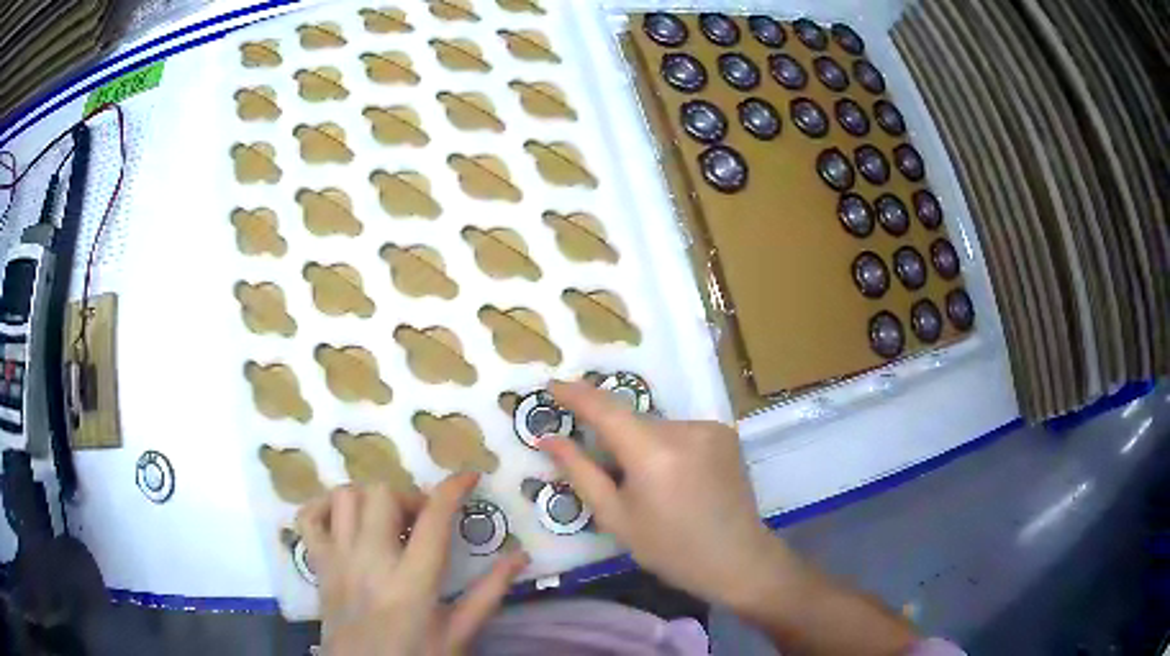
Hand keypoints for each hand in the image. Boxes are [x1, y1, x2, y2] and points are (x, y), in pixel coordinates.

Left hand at [297, 475, 529, 655]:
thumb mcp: (459, 631)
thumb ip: (489, 592)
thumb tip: (521, 556)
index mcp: (412, 582)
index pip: (433, 519)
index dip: (454, 488)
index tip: (469, 477)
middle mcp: (370, 560)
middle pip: (382, 494)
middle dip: (408, 496)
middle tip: (421, 520)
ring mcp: (338, 559)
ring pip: (345, 496)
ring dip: (369, 498)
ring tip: (386, 521)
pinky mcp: (318, 564)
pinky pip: (309, 516)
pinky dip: (324, 507)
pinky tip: (345, 520)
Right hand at [539, 381, 795, 609]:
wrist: (737, 558)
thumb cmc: (669, 548)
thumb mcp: (616, 517)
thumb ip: (580, 472)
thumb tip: (548, 439)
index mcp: (652, 452)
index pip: (604, 408)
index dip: (575, 393)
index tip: (551, 384)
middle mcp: (684, 428)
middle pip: (632, 420)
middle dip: (612, 437)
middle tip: (606, 470)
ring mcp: (710, 427)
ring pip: (657, 426)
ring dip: (642, 444)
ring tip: (650, 485)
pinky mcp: (725, 433)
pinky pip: (680, 431)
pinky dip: (667, 447)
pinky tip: (676, 479)